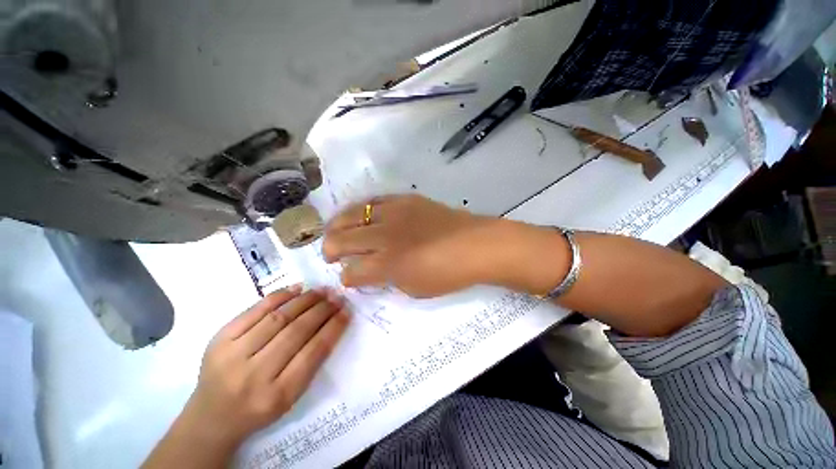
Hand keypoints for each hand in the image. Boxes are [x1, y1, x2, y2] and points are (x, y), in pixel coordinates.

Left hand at [143, 287, 349, 468]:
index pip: (313, 352)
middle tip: (337, 297)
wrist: (211, 417)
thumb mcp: (291, 396)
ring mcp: (232, 354)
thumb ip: (312, 361)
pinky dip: (279, 296)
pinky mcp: (219, 339)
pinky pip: (255, 310)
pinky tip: (297, 289)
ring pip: (278, 317)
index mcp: (277, 395)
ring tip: (322, 291)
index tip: (346, 311)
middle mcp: (254, 375)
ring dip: (305, 300)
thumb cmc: (259, 407)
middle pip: (296, 332)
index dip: (333, 327)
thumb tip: (331, 322)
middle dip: (322, 310)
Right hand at [322, 195, 510, 297]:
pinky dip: (362, 210)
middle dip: (330, 249)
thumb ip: (388, 280)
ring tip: (337, 231)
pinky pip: (375, 201)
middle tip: (331, 254)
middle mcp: (384, 235)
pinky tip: (363, 217)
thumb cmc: (448, 274)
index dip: (346, 278)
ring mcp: (393, 213)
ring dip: (338, 225)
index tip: (347, 278)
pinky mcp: (405, 199)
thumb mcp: (414, 289)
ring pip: (352, 214)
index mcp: (386, 264)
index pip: (352, 272)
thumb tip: (372, 272)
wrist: (475, 245)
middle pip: (341, 238)